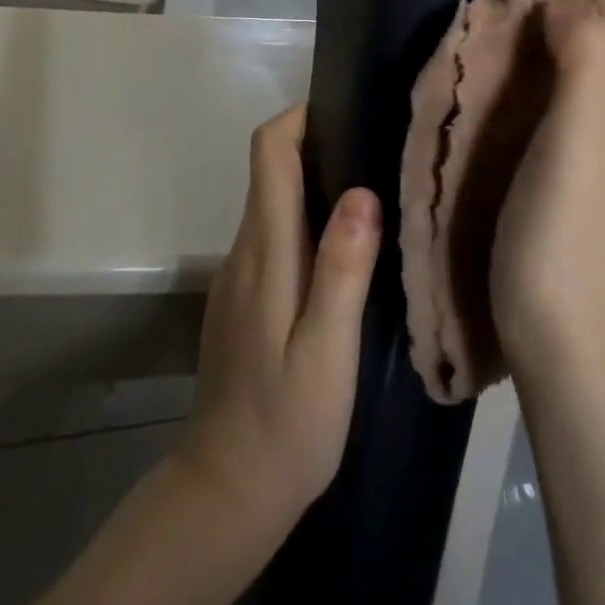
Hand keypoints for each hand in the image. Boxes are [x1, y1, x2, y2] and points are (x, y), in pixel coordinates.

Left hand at [174, 105, 381, 539]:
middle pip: (271, 169)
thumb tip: (360, 191)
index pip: (268, 152)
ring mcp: (239, 274)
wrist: (226, 492)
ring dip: (315, 184)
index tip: (346, 112)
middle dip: (317, 145)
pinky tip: (344, 252)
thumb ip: (343, 269)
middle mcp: (244, 249)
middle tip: (378, 152)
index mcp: (265, 251)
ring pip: (274, 201)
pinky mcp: (243, 296)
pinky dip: (305, 221)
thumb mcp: (328, 351)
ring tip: (373, 197)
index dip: (300, 118)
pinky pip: (274, 235)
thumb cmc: (286, 423)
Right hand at [490, 0, 604, 374]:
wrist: (560, 327)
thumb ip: (588, 53)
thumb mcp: (585, 127)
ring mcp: (589, 146)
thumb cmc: (569, 223)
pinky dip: (534, 73)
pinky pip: (554, 100)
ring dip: (555, 35)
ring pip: (584, 68)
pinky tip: (496, 76)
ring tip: (502, 16)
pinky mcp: (557, 170)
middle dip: (585, 3)